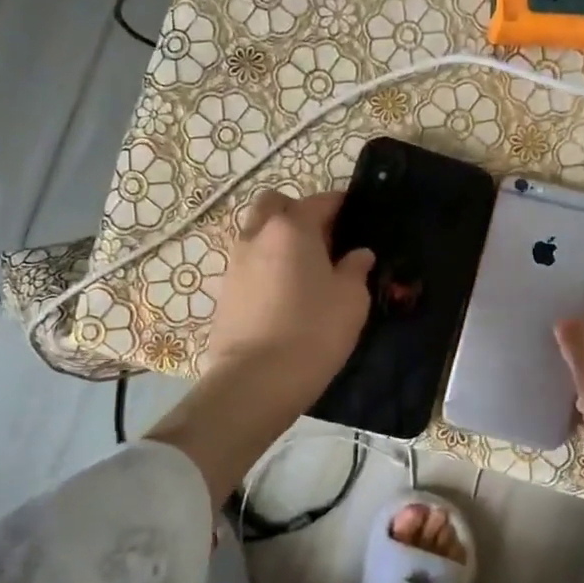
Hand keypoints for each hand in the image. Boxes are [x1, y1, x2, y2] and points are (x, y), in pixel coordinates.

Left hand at [202, 190, 374, 417]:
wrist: (255, 381)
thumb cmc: (313, 331)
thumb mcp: (351, 299)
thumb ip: (355, 269)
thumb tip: (358, 254)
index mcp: (292, 228)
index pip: (319, 201)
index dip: (339, 203)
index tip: (354, 212)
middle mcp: (258, 235)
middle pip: (274, 204)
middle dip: (297, 211)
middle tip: (321, 236)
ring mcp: (235, 262)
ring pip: (257, 232)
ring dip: (277, 237)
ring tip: (303, 267)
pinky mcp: (224, 290)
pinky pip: (248, 261)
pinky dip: (265, 263)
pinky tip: (284, 290)